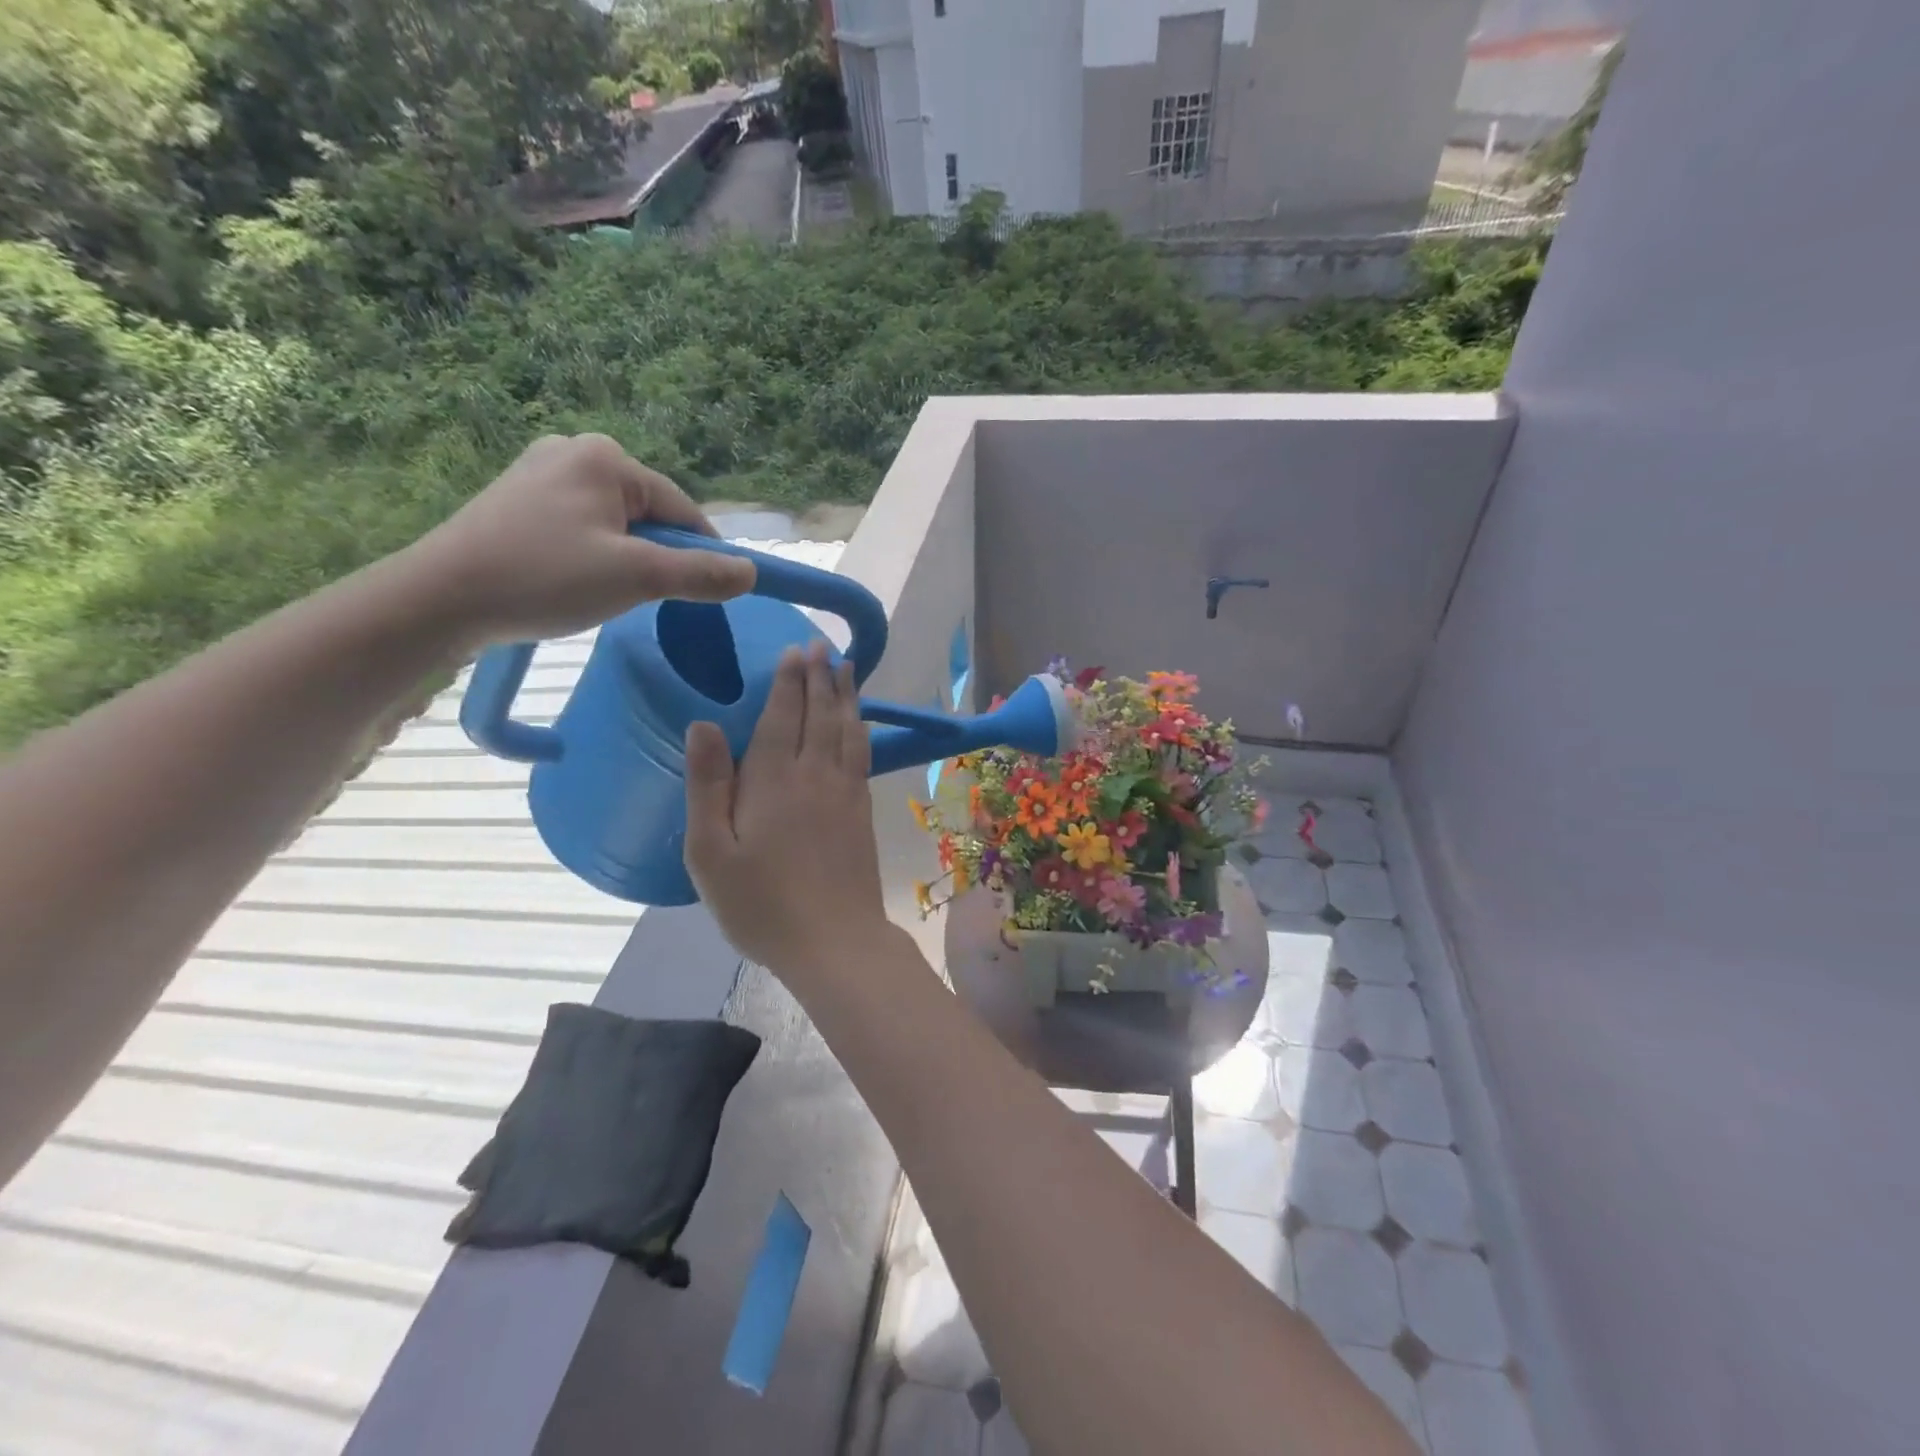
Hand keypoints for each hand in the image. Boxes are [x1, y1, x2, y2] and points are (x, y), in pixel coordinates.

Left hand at [410, 433, 755, 647]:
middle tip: (638, 597)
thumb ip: (701, 574)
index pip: (682, 509)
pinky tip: (573, 581)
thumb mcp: (637, 578)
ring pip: (617, 524)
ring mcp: (541, 472)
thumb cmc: (544, 578)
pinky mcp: (518, 498)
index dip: (702, 554)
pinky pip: (583, 527)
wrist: (441, 599)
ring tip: (600, 592)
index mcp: (606, 458)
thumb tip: (752, 573)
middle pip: (650, 514)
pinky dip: (593, 556)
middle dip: (656, 556)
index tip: (708, 594)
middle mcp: (574, 451)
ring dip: (626, 560)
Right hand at [684, 640, 890, 979]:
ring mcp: (845, 792)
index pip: (782, 715)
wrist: (834, 940)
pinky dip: (860, 728)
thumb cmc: (761, 903)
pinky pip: (862, 754)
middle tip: (821, 646)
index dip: (788, 681)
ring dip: (845, 695)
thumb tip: (704, 724)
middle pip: (819, 713)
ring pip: (846, 729)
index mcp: (773, 779)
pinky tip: (860, 722)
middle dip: (819, 676)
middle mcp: (814, 774)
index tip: (795, 650)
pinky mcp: (863, 811)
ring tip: (846, 667)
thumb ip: (708, 784)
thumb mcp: (711, 851)